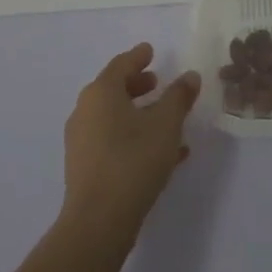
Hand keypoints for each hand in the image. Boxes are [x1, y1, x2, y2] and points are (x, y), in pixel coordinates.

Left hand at [61, 43, 200, 240]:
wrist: (99, 221)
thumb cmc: (133, 161)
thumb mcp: (166, 125)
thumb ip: (179, 97)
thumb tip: (189, 76)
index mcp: (101, 93)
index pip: (121, 65)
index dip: (138, 57)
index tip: (150, 50)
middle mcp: (85, 111)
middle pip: (113, 89)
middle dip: (137, 84)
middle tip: (157, 81)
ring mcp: (82, 140)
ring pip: (114, 117)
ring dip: (139, 114)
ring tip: (166, 119)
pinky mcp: (85, 166)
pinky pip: (113, 140)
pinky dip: (134, 137)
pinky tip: (164, 153)